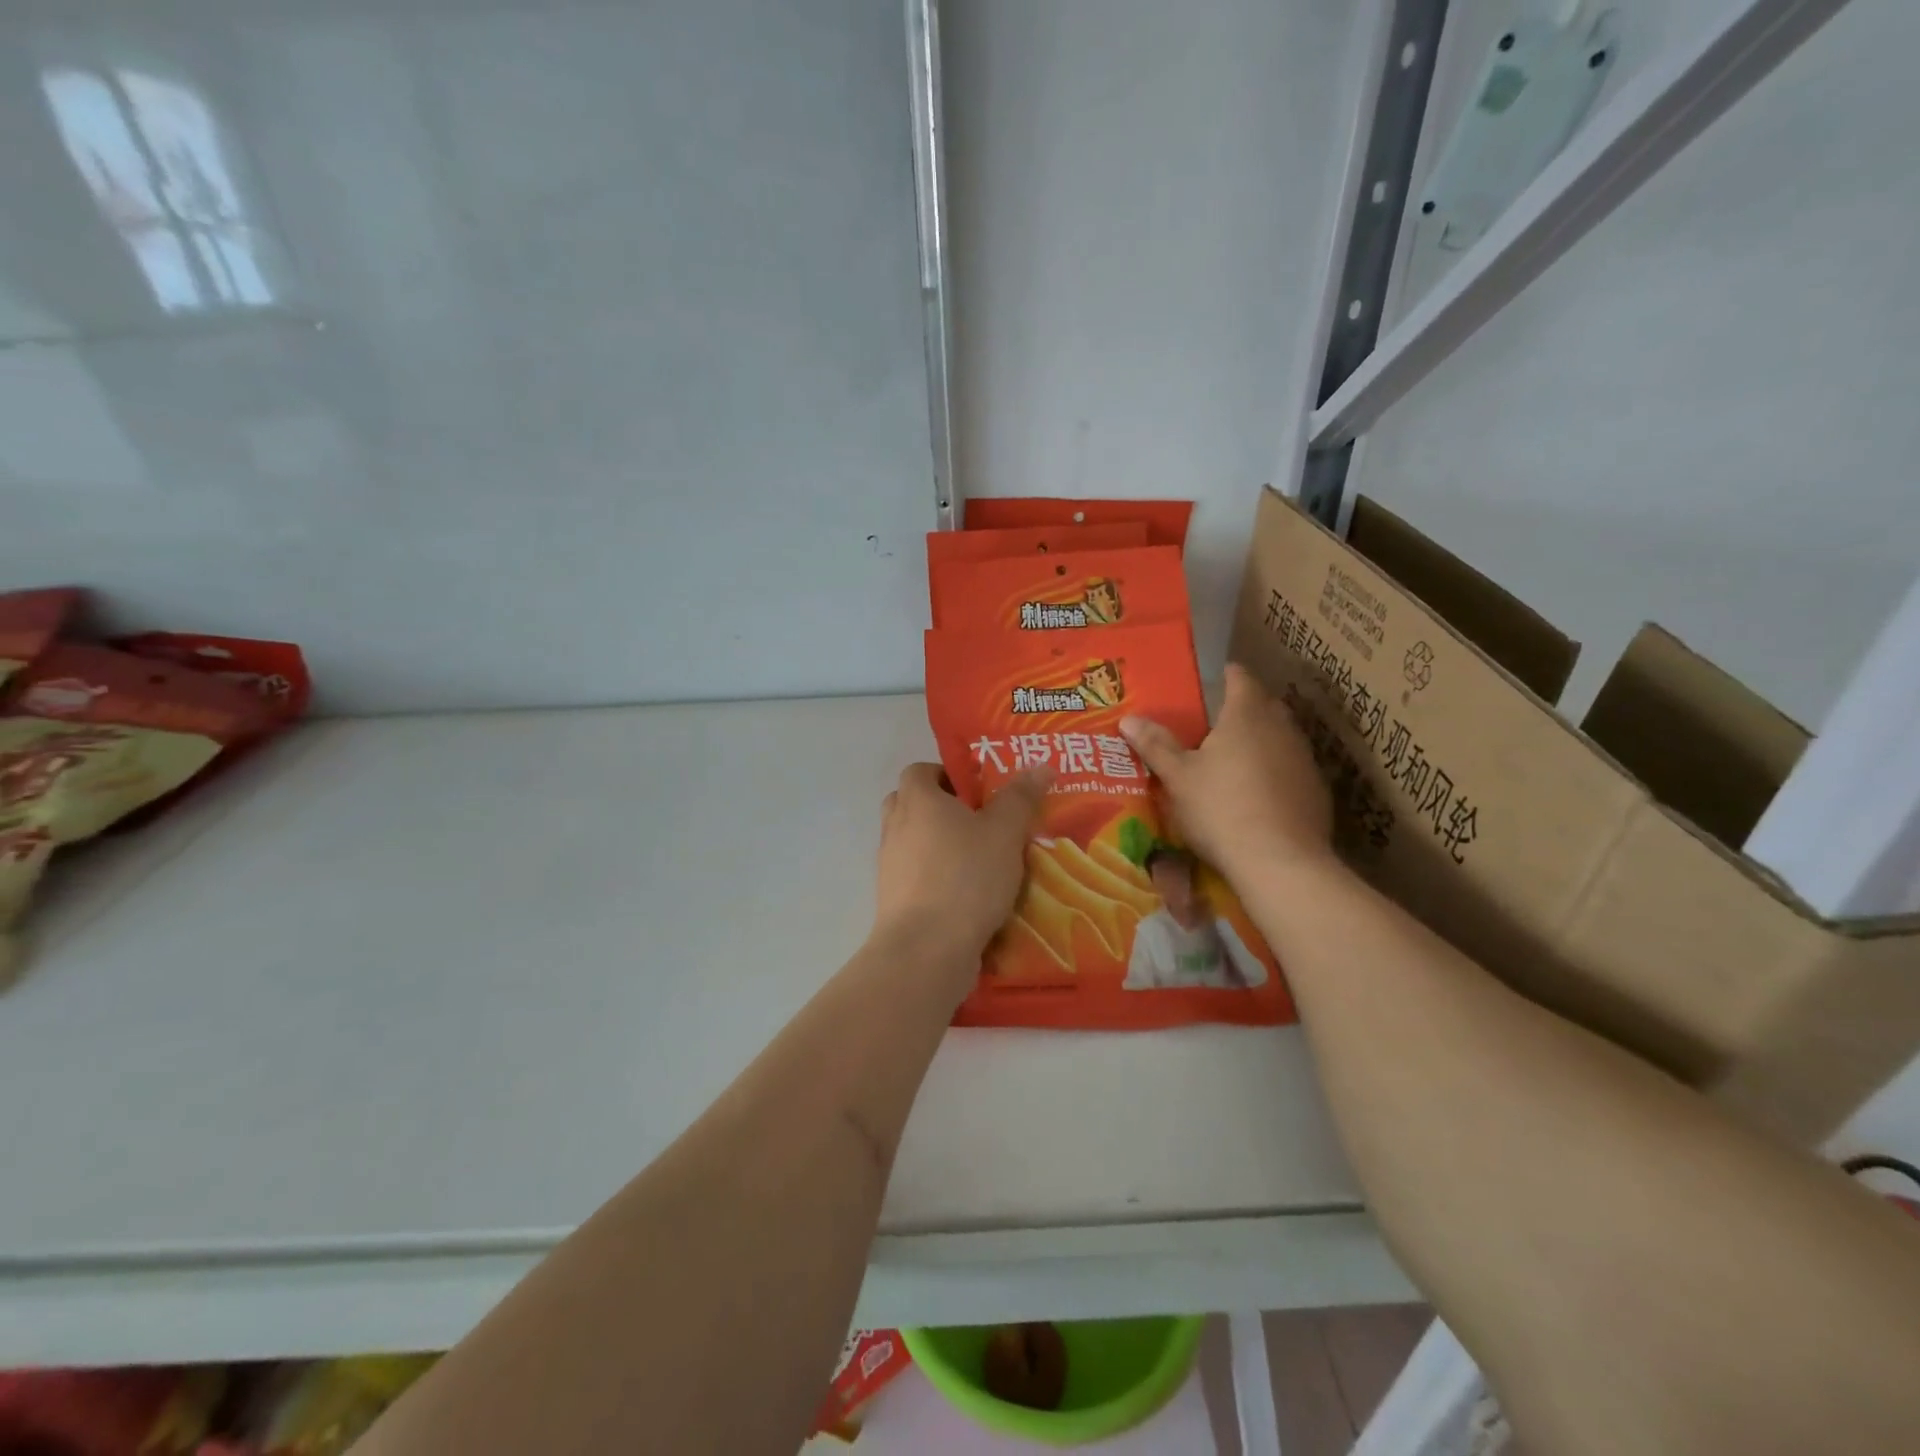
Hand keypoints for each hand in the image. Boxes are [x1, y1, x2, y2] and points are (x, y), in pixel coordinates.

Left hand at [875, 762, 1049, 968]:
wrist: (926, 949)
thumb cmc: (966, 877)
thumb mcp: (1005, 832)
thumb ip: (1021, 798)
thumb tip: (1040, 765)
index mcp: (917, 800)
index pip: (920, 770)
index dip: (948, 774)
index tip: (979, 791)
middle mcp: (895, 827)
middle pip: (913, 805)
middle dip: (944, 810)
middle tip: (982, 823)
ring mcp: (889, 866)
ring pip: (915, 844)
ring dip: (941, 847)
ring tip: (983, 862)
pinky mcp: (893, 901)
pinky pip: (916, 878)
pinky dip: (937, 880)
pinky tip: (969, 896)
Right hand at [1120, 663, 1332, 878]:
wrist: (1280, 862)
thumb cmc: (1220, 808)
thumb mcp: (1178, 777)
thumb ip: (1155, 745)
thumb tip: (1129, 719)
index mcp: (1246, 715)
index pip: (1240, 678)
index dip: (1226, 675)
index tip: (1214, 678)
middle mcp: (1281, 728)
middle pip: (1264, 705)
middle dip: (1244, 708)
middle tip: (1217, 721)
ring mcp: (1304, 759)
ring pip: (1281, 737)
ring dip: (1262, 741)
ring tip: (1236, 758)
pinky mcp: (1317, 791)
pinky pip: (1292, 768)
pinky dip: (1276, 772)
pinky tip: (1260, 794)